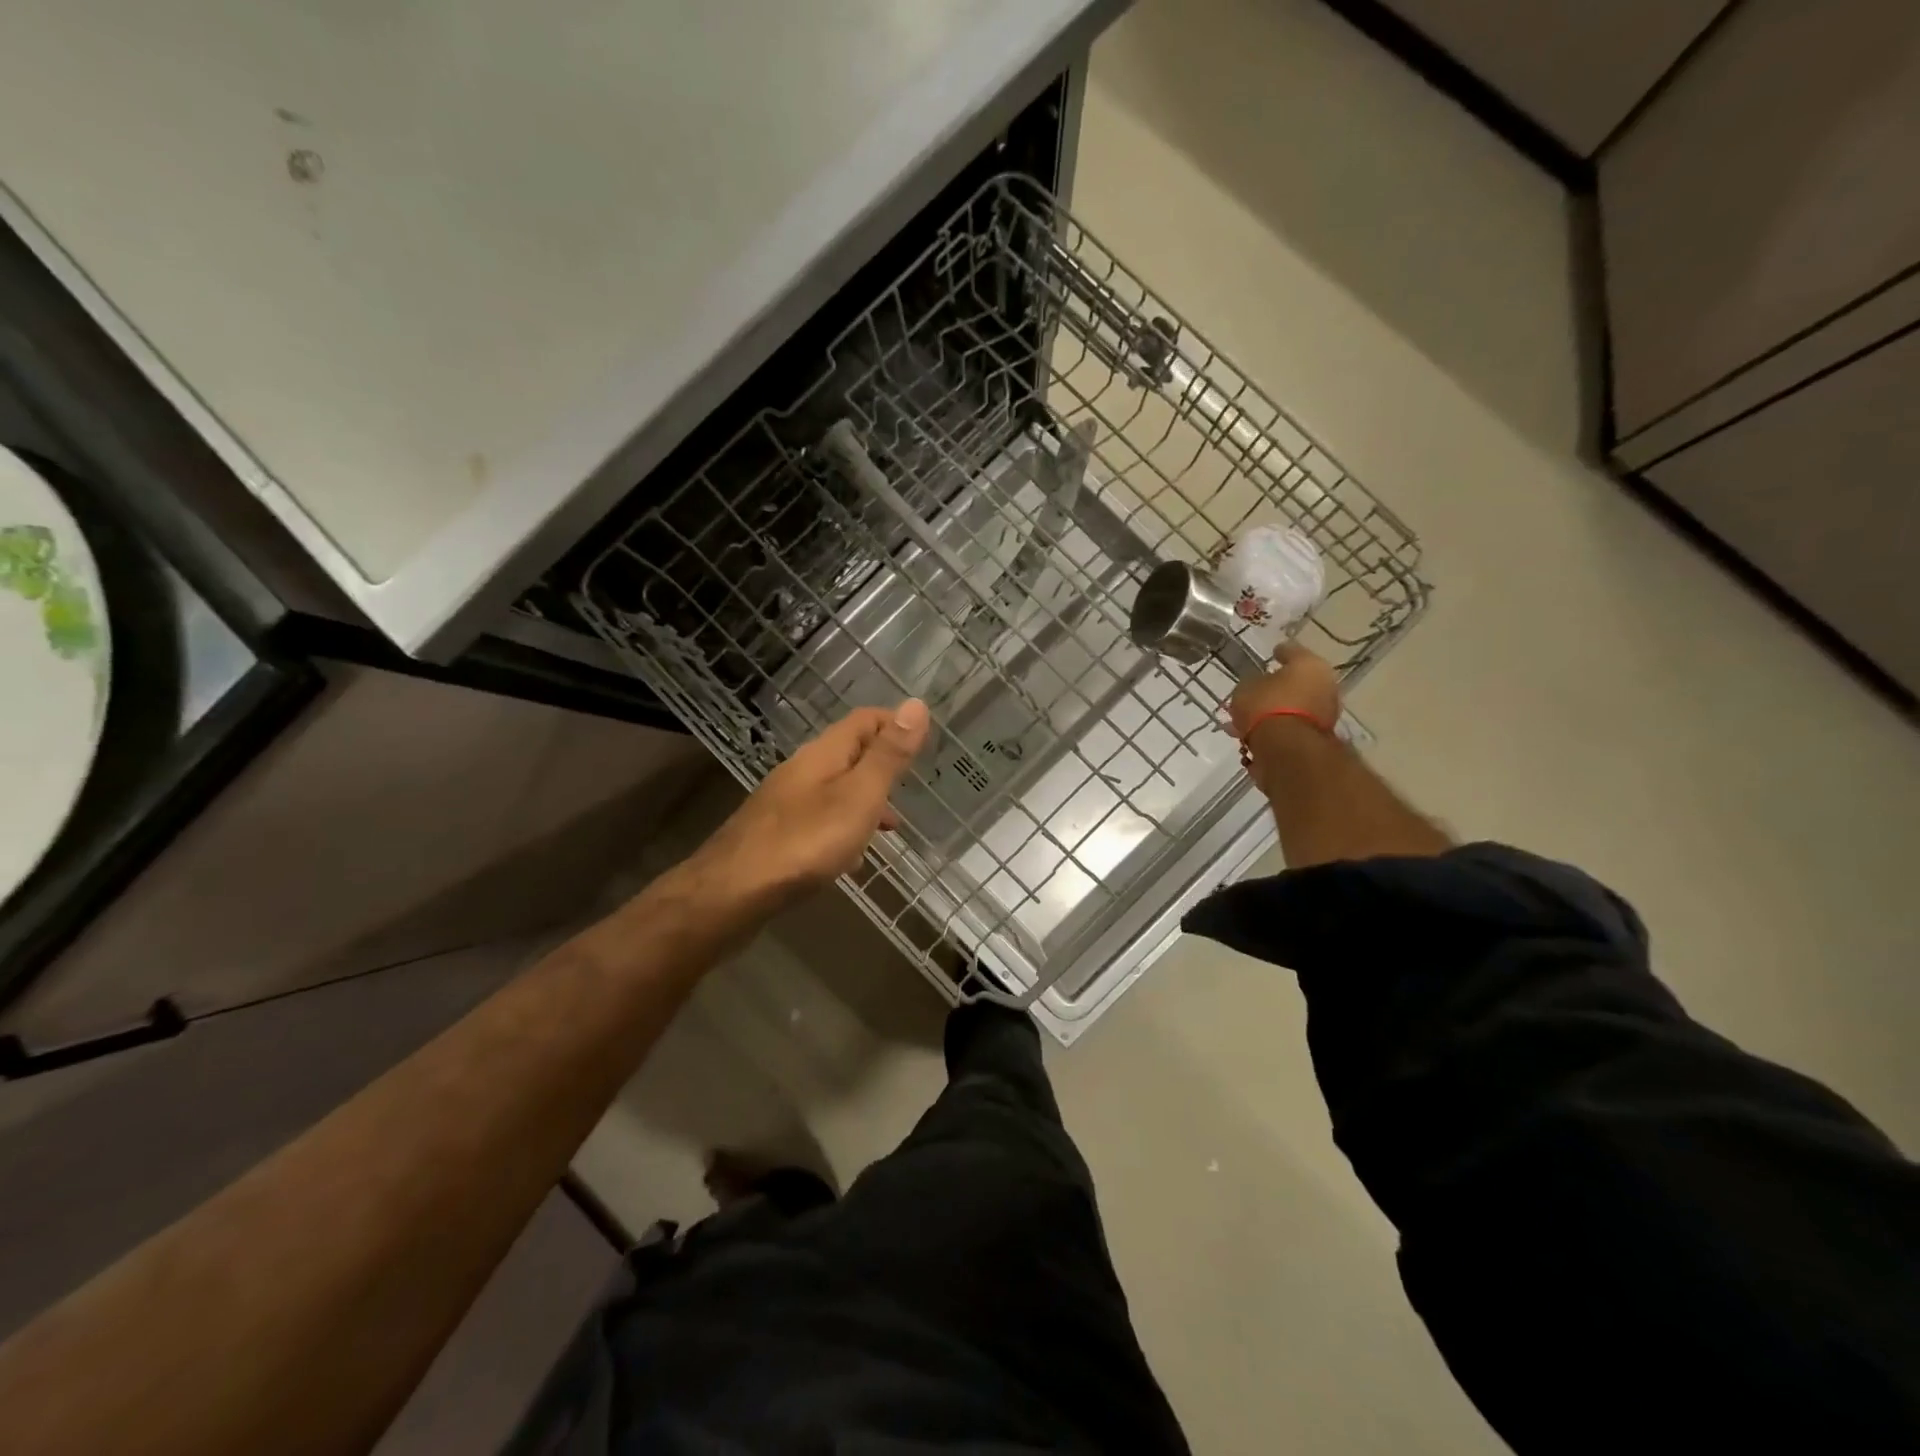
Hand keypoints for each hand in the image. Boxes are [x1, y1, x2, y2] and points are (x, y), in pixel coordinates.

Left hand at [688, 700, 930, 913]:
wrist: (732, 892)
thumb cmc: (806, 841)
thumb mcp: (860, 795)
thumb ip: (889, 755)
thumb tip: (916, 704)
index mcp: (824, 753)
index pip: (865, 719)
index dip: (896, 723)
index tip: (925, 742)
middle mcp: (801, 770)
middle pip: (849, 754)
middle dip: (883, 766)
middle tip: (912, 787)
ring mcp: (784, 803)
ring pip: (835, 790)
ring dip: (865, 801)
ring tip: (890, 827)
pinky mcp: (775, 834)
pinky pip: (819, 820)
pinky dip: (843, 829)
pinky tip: (850, 859)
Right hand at [1228, 641, 1341, 741]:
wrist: (1286, 747)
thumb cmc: (1266, 705)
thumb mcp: (1246, 688)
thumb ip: (1252, 683)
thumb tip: (1257, 686)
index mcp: (1310, 664)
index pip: (1292, 651)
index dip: (1280, 651)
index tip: (1273, 653)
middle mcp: (1326, 684)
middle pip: (1298, 682)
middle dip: (1279, 687)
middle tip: (1259, 690)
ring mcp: (1327, 712)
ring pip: (1296, 706)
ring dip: (1278, 710)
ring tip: (1252, 718)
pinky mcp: (1320, 736)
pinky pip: (1295, 725)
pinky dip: (1280, 727)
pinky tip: (1258, 733)